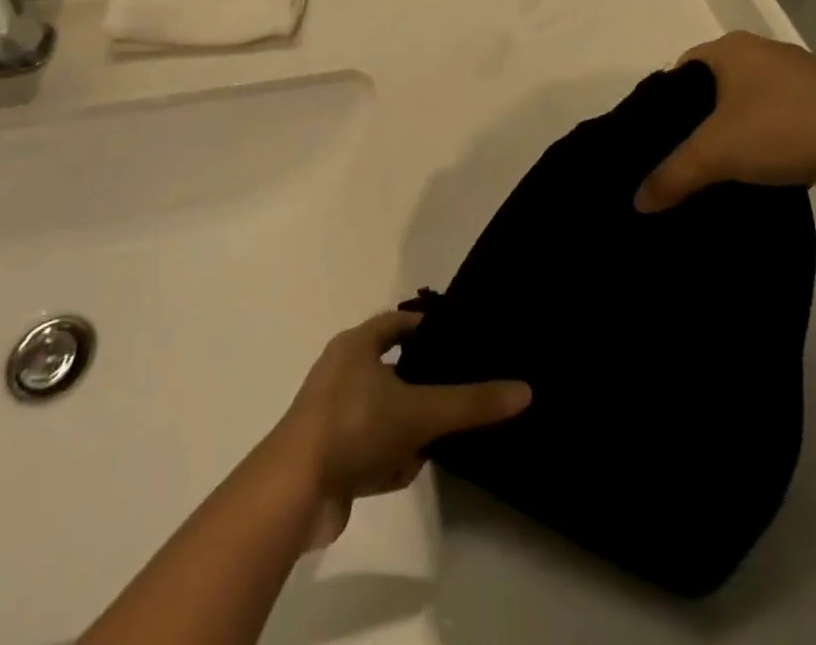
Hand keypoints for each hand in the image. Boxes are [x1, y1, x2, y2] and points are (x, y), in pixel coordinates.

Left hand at [270, 312, 529, 546]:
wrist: (292, 494)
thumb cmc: (353, 428)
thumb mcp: (419, 412)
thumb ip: (470, 403)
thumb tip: (524, 391)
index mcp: (356, 345)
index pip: (400, 321)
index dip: (429, 327)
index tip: (460, 339)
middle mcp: (341, 371)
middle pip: (395, 370)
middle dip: (422, 391)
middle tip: (454, 399)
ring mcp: (331, 413)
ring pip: (385, 413)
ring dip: (405, 433)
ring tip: (426, 448)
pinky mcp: (328, 453)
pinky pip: (369, 447)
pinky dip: (385, 460)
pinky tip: (396, 474)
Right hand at [634, 32, 815, 213]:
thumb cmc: (780, 128)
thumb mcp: (714, 154)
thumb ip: (672, 175)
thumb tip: (637, 202)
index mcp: (730, 48)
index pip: (682, 67)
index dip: (667, 101)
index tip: (663, 136)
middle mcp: (763, 50)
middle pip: (716, 83)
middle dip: (702, 116)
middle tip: (690, 155)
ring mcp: (800, 72)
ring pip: (753, 98)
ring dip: (740, 126)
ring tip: (729, 165)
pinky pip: (785, 112)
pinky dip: (772, 134)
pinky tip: (771, 165)